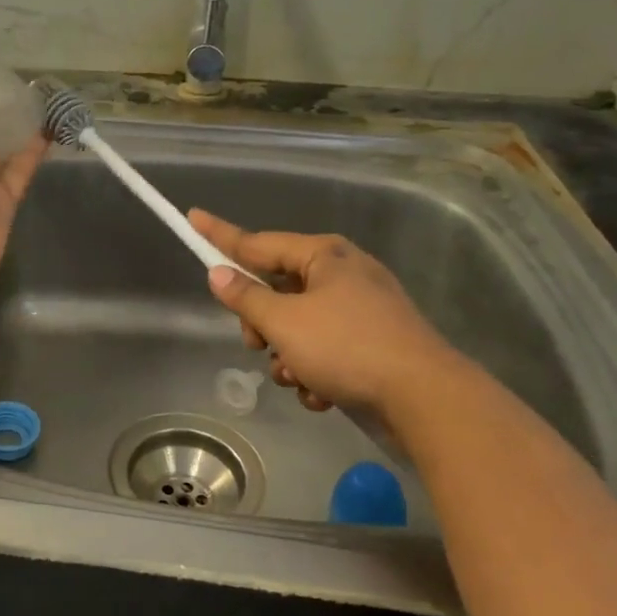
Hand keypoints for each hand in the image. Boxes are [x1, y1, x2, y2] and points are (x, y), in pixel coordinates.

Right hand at [189, 209, 459, 419]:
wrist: (424, 398)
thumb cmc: (346, 347)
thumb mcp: (284, 322)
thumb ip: (246, 297)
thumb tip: (219, 273)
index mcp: (323, 256)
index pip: (256, 242)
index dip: (220, 235)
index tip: (192, 217)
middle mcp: (342, 275)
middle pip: (277, 290)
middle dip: (262, 323)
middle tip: (257, 345)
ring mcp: (360, 310)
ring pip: (298, 326)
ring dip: (287, 356)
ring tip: (297, 378)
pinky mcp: (372, 344)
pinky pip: (325, 350)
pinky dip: (315, 371)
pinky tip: (321, 394)